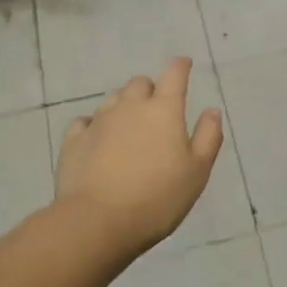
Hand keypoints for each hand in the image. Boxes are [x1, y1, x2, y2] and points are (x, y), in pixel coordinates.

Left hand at [54, 57, 222, 258]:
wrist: (97, 222)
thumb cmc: (157, 198)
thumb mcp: (197, 172)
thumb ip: (208, 137)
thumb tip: (211, 110)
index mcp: (164, 110)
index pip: (174, 74)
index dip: (181, 66)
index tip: (184, 64)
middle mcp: (130, 106)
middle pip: (140, 84)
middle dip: (150, 90)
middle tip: (157, 111)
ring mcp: (99, 121)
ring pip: (113, 100)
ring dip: (124, 107)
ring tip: (129, 129)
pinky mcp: (74, 139)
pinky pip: (85, 122)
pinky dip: (95, 126)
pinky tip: (97, 141)